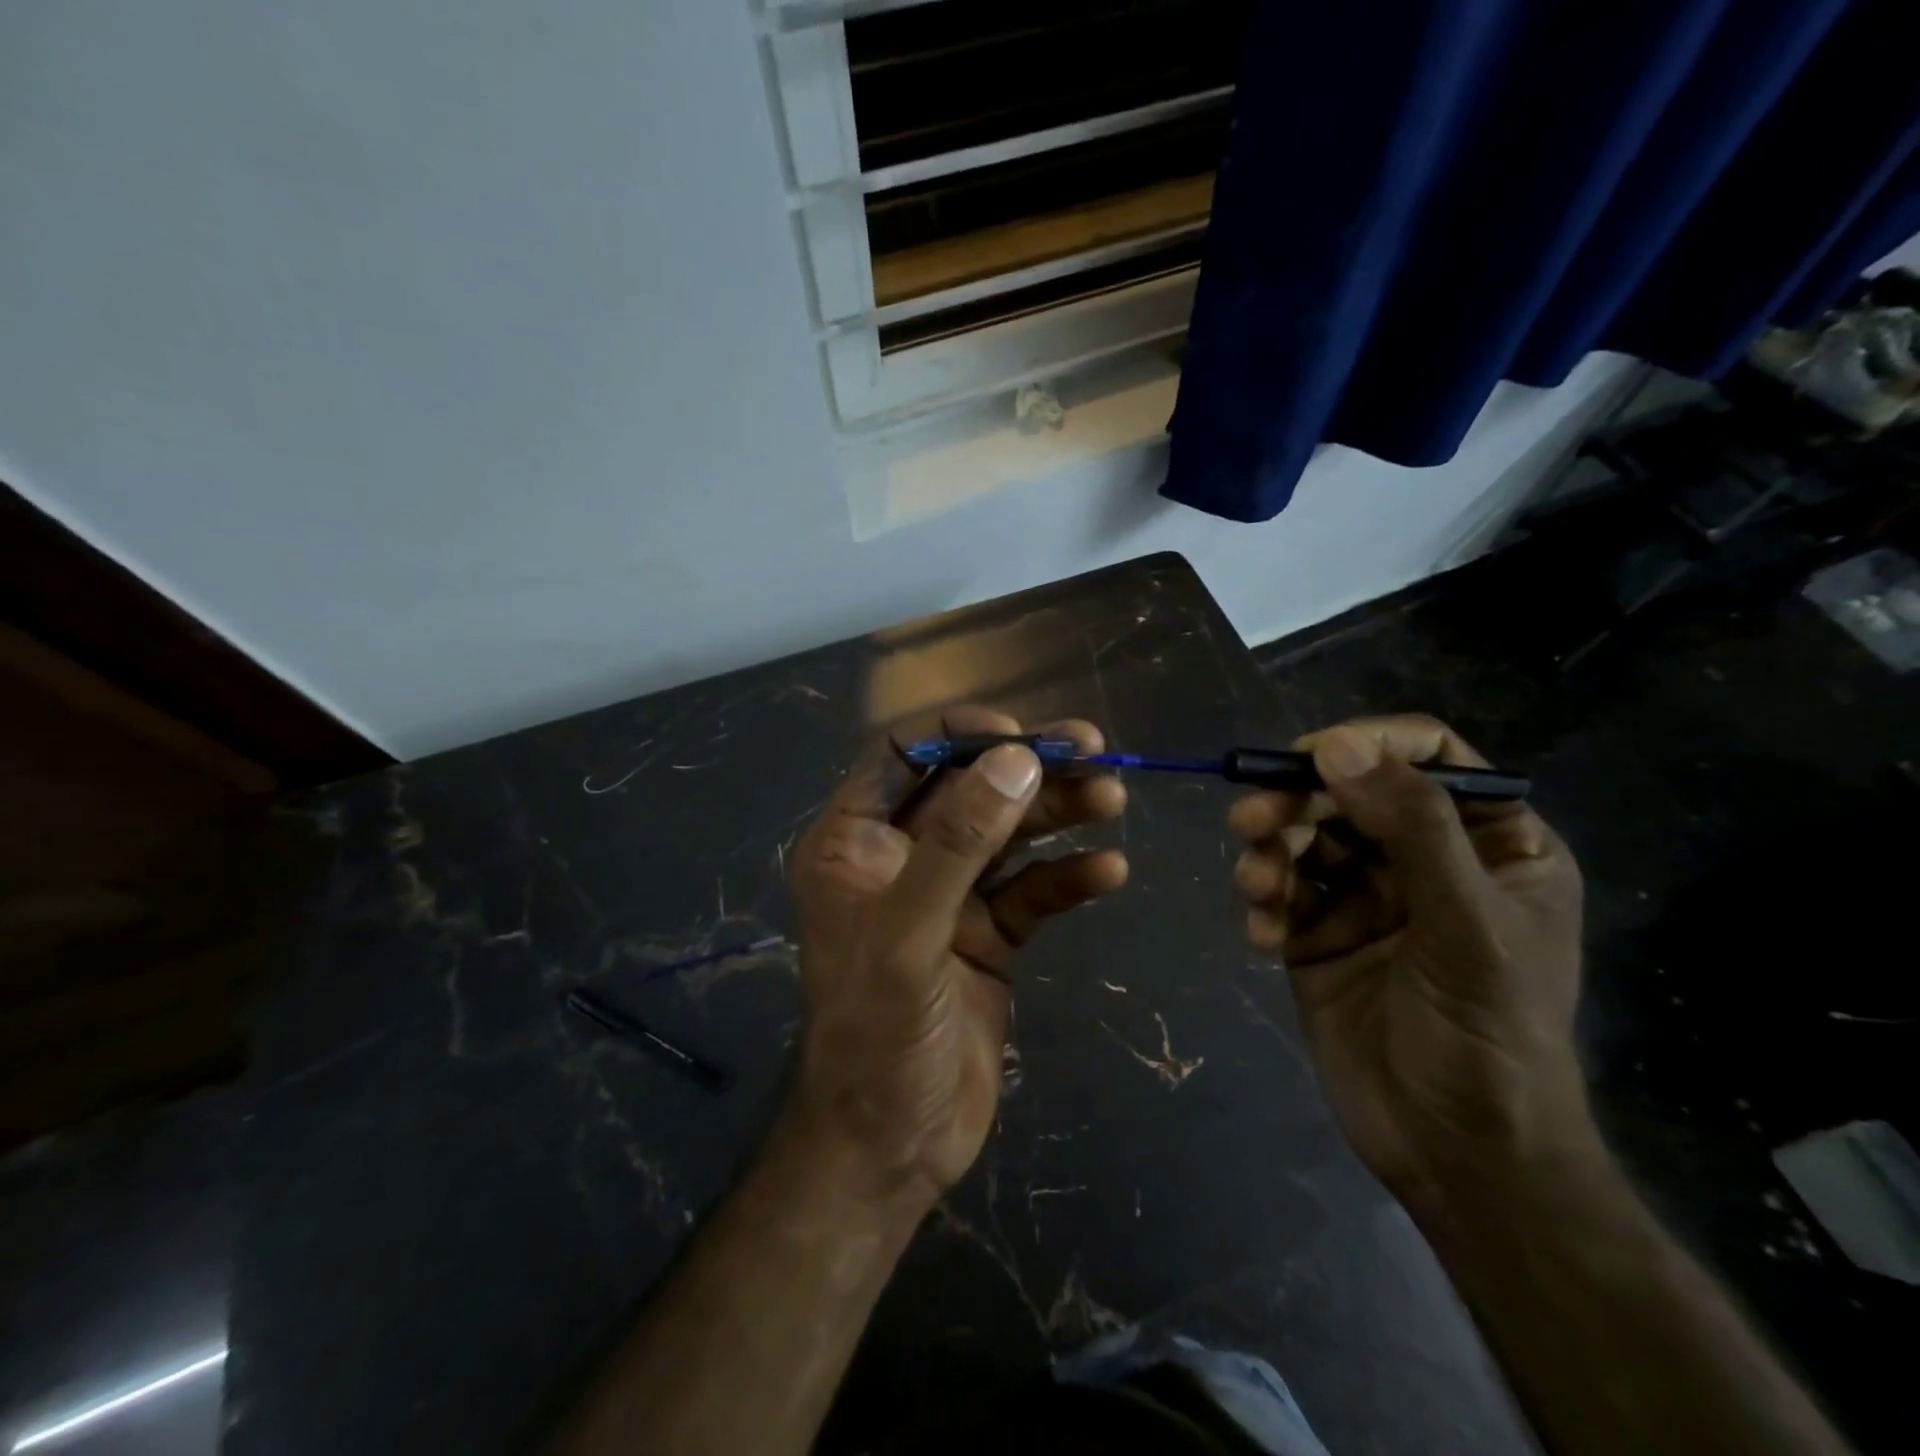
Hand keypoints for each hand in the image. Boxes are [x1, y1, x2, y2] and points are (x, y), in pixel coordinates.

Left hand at [786, 707, 1127, 1207]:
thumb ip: (958, 842)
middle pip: (969, 789)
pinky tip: (1109, 871)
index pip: (902, 755)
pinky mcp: (988, 936)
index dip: (959, 735)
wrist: (893, 1145)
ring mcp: (948, 897)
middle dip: (1028, 769)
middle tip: (1095, 751)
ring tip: (1112, 798)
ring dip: (1058, 814)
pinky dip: (1067, 876)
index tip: (1020, 736)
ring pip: (1007, 835)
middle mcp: (900, 858)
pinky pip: (1032, 891)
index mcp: (854, 841)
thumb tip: (1016, 758)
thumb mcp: (909, 932)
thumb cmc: (876, 1034)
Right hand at [1228, 715, 1590, 1210]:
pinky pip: (1280, 892)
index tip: (1310, 759)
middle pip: (1349, 792)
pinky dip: (1264, 904)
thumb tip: (1335, 747)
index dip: (1368, 744)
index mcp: (1491, 843)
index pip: (1428, 756)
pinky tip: (1262, 937)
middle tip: (1248, 820)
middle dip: (1295, 801)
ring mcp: (1367, 896)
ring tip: (1254, 886)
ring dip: (1269, 853)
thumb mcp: (1466, 925)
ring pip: (1304, 837)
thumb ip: (1411, 828)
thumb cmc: (1488, 1037)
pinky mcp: (1318, 933)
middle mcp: (1425, 859)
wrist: (1456, 1155)